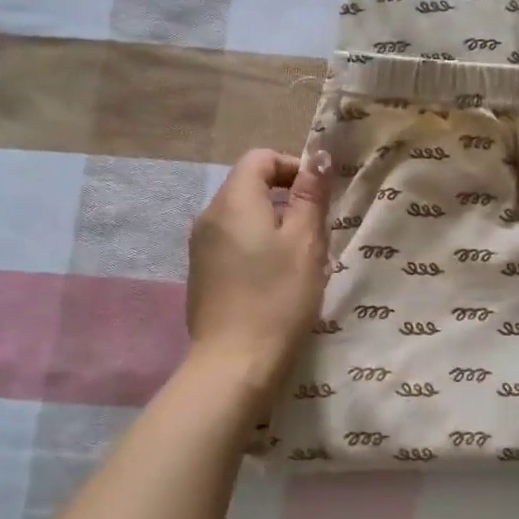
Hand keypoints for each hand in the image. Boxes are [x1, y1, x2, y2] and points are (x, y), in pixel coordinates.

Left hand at [186, 148, 333, 389]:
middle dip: (286, 199)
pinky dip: (256, 247)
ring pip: (242, 217)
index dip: (293, 167)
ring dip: (273, 225)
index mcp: (233, 200)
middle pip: (249, 186)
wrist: (235, 363)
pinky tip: (275, 280)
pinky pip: (232, 243)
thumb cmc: (278, 297)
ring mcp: (200, 247)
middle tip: (316, 231)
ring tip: (300, 258)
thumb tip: (318, 156)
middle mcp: (208, 216)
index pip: (260, 158)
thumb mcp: (306, 241)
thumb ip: (310, 194)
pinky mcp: (201, 274)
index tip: (319, 196)